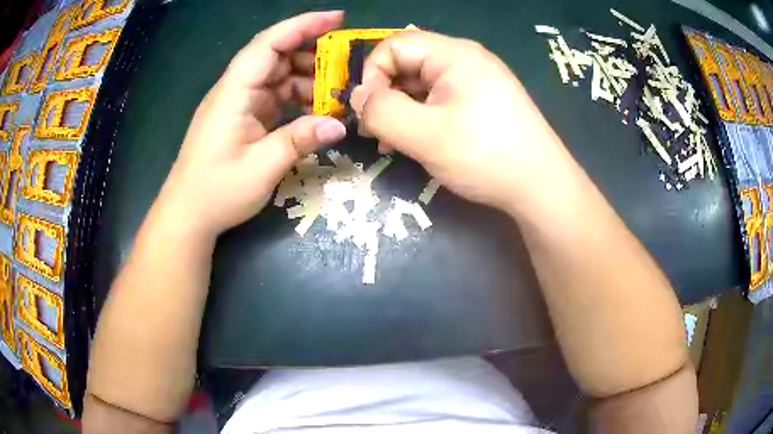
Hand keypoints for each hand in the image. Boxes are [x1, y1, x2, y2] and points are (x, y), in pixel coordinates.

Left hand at [156, 11, 346, 236]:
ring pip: (277, 77)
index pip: (269, 43)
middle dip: (311, 56)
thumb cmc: (216, 191)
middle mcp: (235, 90)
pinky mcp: (242, 118)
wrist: (187, 214)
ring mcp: (239, 104)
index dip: (302, 25)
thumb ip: (300, 140)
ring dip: (306, 81)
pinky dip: (295, 100)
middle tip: (346, 68)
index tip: (337, 19)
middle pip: (276, 56)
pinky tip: (314, 112)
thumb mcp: (262, 168)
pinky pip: (273, 97)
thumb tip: (340, 125)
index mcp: (234, 92)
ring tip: (335, 95)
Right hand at [351, 31, 578, 211]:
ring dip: (401, 108)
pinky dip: (422, 116)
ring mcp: (476, 80)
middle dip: (384, 94)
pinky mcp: (482, 101)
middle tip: (377, 131)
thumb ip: (382, 111)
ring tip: (394, 142)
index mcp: (453, 54)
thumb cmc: (485, 155)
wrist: (541, 186)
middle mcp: (465, 58)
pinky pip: (440, 98)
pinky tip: (419, 141)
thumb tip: (357, 98)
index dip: (371, 75)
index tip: (368, 112)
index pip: (392, 45)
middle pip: (407, 62)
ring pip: (422, 83)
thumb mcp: (425, 134)